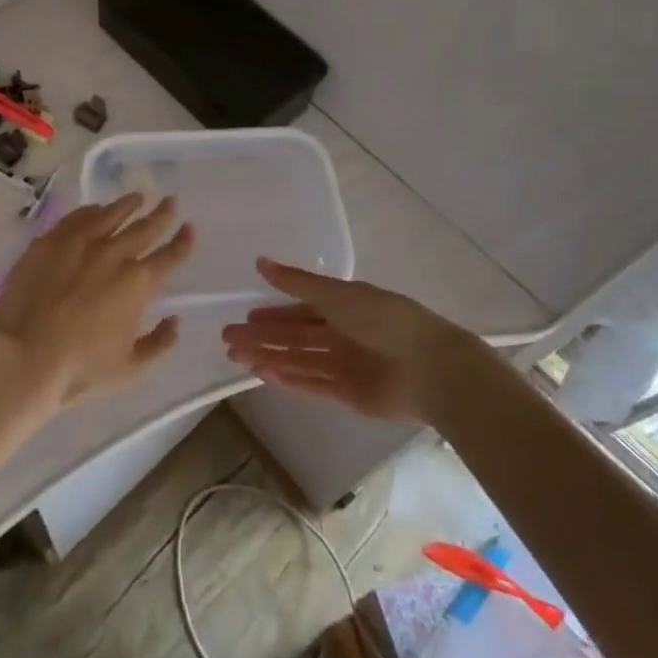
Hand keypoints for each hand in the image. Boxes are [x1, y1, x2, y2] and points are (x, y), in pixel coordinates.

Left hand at [0, 194, 193, 412]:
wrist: (23, 357)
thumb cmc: (80, 370)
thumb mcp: (131, 369)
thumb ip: (159, 343)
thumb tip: (174, 321)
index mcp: (139, 283)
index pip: (170, 256)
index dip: (183, 242)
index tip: (190, 229)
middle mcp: (115, 254)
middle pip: (145, 228)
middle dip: (161, 214)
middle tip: (170, 201)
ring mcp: (81, 242)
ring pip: (111, 214)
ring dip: (127, 205)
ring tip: (137, 197)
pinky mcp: (50, 241)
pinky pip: (77, 218)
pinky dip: (91, 211)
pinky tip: (95, 209)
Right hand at [221, 259, 466, 421]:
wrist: (429, 368)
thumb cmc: (383, 319)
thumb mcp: (336, 294)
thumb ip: (297, 282)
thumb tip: (260, 262)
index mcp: (343, 306)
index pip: (300, 310)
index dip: (273, 313)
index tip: (245, 316)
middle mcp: (342, 335)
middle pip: (294, 337)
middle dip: (263, 337)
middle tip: (228, 338)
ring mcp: (344, 366)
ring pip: (298, 361)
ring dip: (268, 358)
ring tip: (237, 357)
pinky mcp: (348, 395)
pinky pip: (311, 385)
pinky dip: (287, 380)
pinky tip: (263, 375)